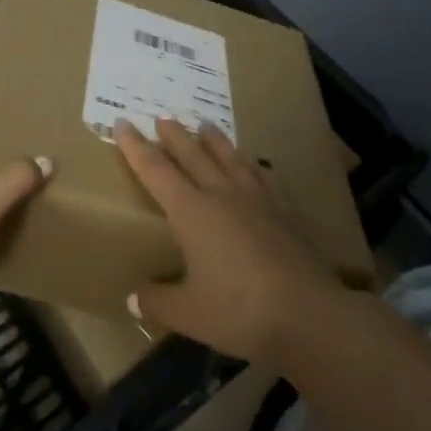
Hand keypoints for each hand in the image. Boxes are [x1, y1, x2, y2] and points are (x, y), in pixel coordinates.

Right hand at [116, 118, 343, 364]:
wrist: (307, 313)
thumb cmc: (238, 311)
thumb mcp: (188, 314)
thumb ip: (158, 301)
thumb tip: (134, 298)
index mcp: (191, 212)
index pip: (156, 171)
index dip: (137, 148)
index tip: (123, 123)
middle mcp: (222, 195)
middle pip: (193, 155)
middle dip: (174, 135)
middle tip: (162, 116)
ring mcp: (257, 199)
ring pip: (230, 158)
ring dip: (214, 140)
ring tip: (205, 125)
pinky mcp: (284, 210)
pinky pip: (264, 177)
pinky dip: (253, 165)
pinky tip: (255, 164)